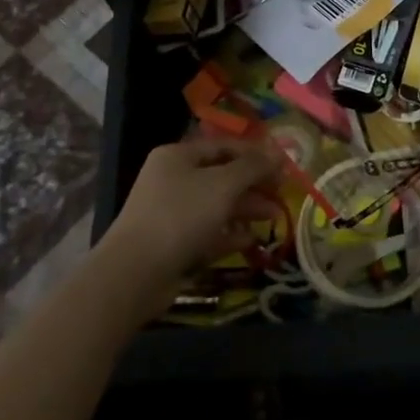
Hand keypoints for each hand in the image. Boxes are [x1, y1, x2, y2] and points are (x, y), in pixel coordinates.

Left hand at [95, 138, 285, 320]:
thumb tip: (277, 153)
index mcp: (178, 156)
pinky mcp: (174, 244)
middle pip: (222, 176)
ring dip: (246, 209)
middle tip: (282, 194)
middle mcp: (173, 180)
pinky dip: (229, 235)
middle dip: (253, 184)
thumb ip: (253, 167)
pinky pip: (208, 233)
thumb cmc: (181, 215)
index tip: (283, 167)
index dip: (255, 154)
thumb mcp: (223, 184)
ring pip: (217, 206)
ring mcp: (172, 214)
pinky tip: (250, 240)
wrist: (136, 272)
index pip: (224, 146)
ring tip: (274, 217)